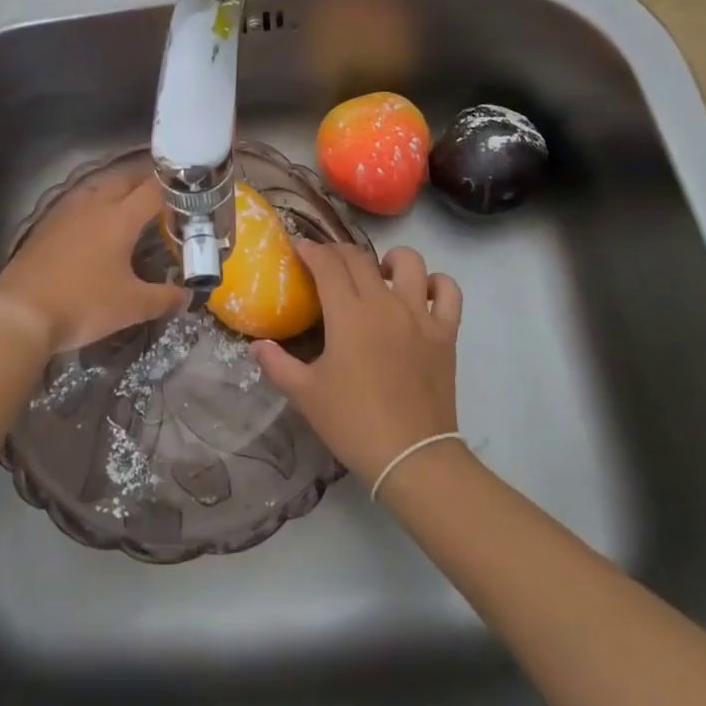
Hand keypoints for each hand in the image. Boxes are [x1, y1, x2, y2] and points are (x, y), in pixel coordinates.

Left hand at [0, 172, 186, 354]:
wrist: (21, 314)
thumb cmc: (83, 304)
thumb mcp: (131, 306)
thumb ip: (164, 297)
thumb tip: (187, 295)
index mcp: (120, 218)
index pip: (153, 190)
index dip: (173, 190)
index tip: (186, 197)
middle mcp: (94, 205)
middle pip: (124, 179)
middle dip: (145, 182)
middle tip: (160, 196)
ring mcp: (66, 212)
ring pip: (97, 187)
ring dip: (116, 189)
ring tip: (128, 203)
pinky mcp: (46, 225)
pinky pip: (77, 202)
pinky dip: (92, 204)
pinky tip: (92, 223)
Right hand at [252, 242, 463, 482]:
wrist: (411, 457)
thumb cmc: (353, 423)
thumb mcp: (306, 395)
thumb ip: (277, 364)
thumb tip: (256, 345)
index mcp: (349, 314)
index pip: (328, 264)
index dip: (312, 250)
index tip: (301, 248)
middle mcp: (385, 303)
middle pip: (360, 258)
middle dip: (339, 252)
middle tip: (327, 263)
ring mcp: (420, 315)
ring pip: (409, 262)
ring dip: (390, 260)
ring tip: (380, 275)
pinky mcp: (445, 332)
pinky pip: (449, 291)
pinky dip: (438, 284)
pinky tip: (423, 293)